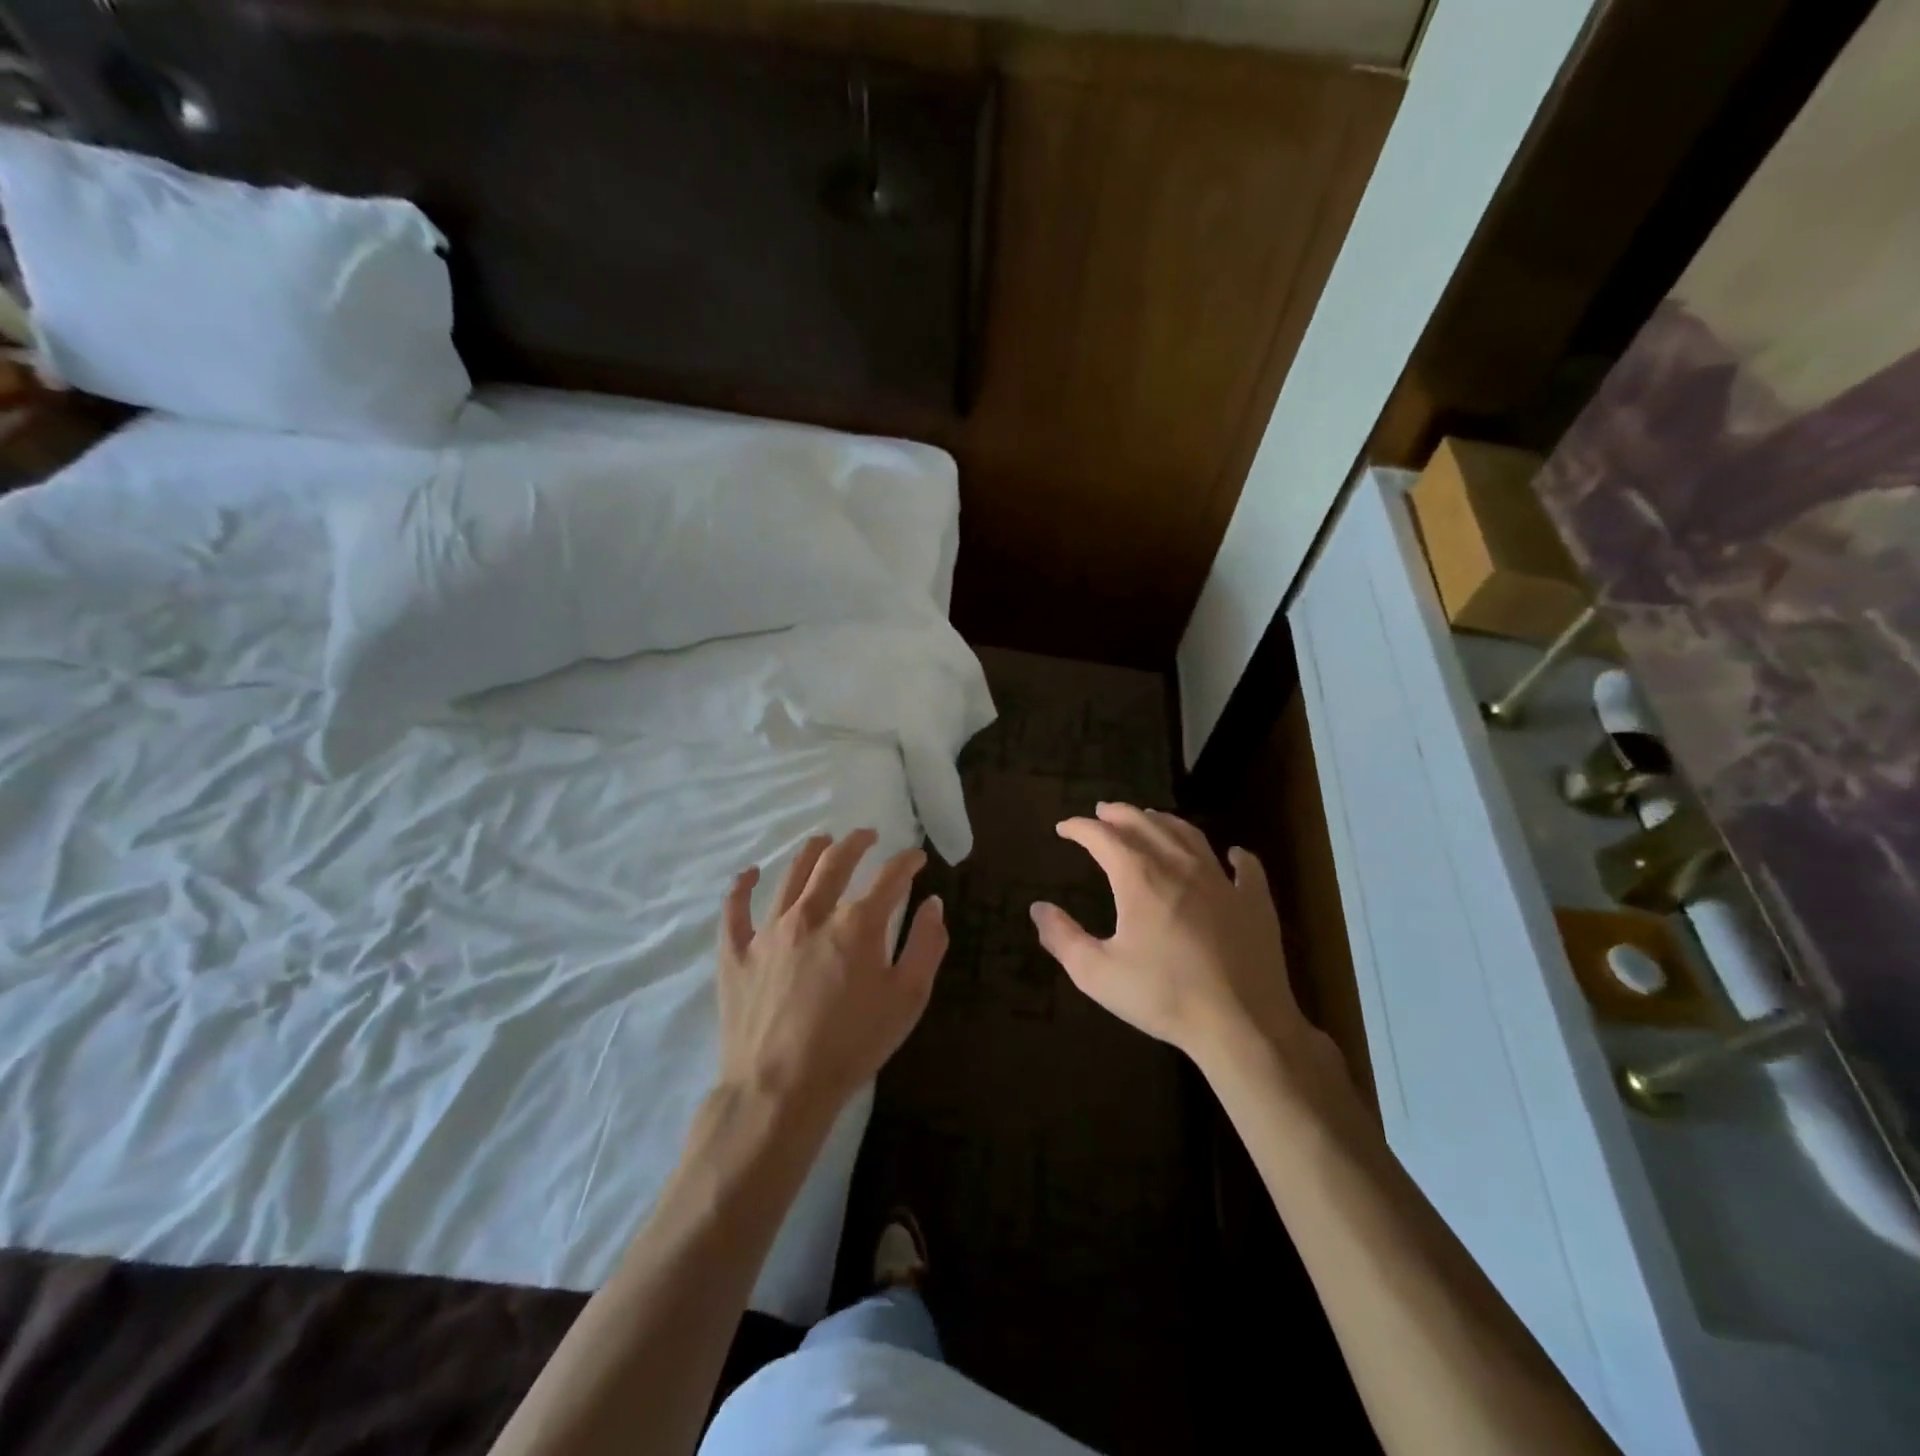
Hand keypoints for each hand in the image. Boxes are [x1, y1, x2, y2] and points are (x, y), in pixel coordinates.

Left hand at [717, 829, 946, 1114]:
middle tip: (868, 835)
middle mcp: (812, 914)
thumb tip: (932, 903)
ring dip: (810, 852)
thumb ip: (926, 945)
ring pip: (790, 875)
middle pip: (835, 862)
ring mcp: (769, 930)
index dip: (906, 861)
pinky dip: (742, 886)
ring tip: (822, 841)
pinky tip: (750, 873)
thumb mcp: (908, 998)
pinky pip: (735, 909)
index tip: (915, 857)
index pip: (889, 877)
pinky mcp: (737, 953)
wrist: (780, 1090)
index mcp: (857, 924)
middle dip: (857, 842)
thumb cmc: (853, 1045)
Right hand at [1030, 803, 1322, 1072]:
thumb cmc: (1164, 996)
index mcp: (1140, 879)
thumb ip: (1063, 938)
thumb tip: (1038, 908)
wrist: (1242, 1025)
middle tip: (1103, 811)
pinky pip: (1246, 868)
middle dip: (1120, 814)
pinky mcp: (1255, 903)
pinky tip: (1233, 854)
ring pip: (1190, 836)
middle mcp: (1180, 867)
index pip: (1103, 837)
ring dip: (1165, 822)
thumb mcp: (1097, 974)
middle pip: (1146, 825)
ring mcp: (1222, 882)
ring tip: (1151, 818)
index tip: (1063, 827)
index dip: (1080, 828)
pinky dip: (1236, 856)